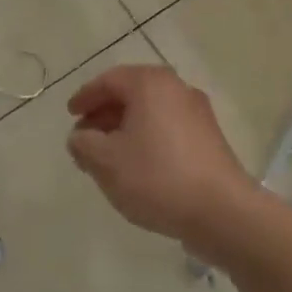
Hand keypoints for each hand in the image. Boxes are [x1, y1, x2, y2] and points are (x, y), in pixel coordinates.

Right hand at [65, 65, 257, 243]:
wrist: (221, 211)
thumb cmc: (156, 177)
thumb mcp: (105, 161)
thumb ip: (83, 143)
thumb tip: (80, 136)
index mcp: (150, 84)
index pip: (109, 80)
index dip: (85, 97)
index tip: (70, 114)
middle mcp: (177, 89)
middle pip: (132, 93)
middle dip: (104, 114)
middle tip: (85, 137)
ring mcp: (198, 113)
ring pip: (151, 112)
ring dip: (125, 129)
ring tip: (107, 156)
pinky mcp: (210, 139)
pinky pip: (168, 128)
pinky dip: (147, 139)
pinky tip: (137, 167)